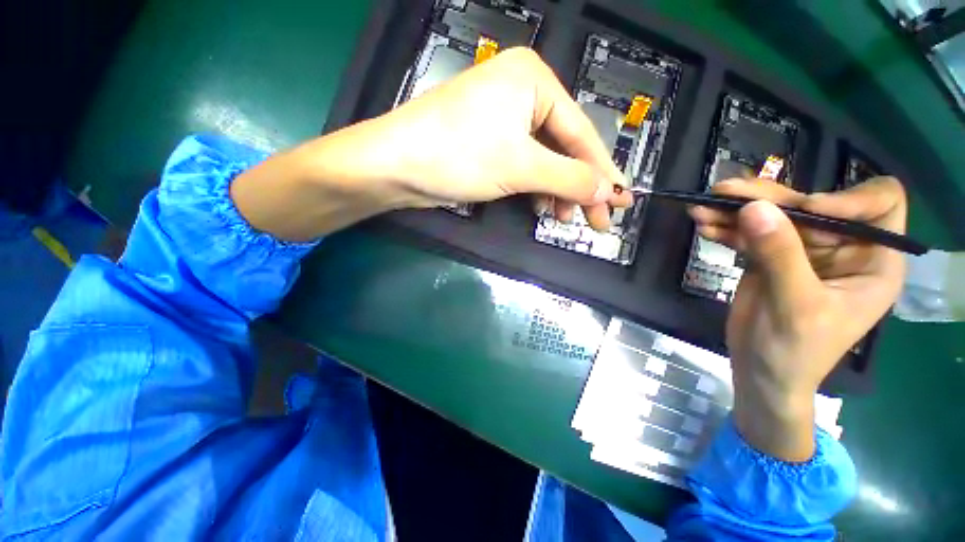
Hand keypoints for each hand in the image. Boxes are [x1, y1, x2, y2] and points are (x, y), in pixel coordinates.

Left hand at [231, 47, 630, 241]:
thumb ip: (569, 177)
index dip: (602, 172)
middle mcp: (521, 95)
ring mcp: (503, 121)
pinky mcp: (489, 144)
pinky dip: (536, 188)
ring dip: (557, 191)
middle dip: (580, 185)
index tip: (620, 201)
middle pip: (564, 148)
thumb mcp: (521, 166)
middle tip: (596, 219)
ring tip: (565, 217)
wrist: (396, 165)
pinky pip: (524, 166)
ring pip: (544, 161)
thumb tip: (608, 191)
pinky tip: (542, 207)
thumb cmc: (459, 154)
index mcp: (533, 81)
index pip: (581, 133)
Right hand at [689, 177, 907, 460]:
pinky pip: (747, 233)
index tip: (804, 209)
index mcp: (871, 260)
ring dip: (735, 210)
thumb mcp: (795, 305)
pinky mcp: (768, 258)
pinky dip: (724, 228)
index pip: (879, 205)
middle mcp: (840, 248)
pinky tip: (703, 225)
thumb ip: (780, 256)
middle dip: (768, 198)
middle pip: (810, 206)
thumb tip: (755, 208)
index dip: (848, 198)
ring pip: (772, 216)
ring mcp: (801, 252)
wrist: (760, 372)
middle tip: (723, 193)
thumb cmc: (796, 351)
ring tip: (702, 206)